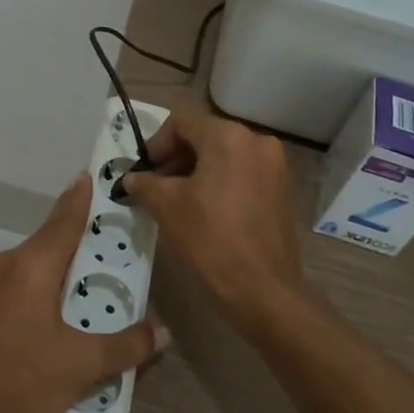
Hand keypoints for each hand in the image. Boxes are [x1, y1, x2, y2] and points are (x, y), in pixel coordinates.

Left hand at [0, 174, 159, 412]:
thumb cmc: (21, 375)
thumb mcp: (82, 364)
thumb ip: (125, 346)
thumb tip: (162, 331)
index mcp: (35, 264)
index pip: (66, 218)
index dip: (82, 196)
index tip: (94, 175)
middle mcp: (13, 263)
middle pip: (53, 236)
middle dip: (83, 231)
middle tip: (115, 229)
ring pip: (39, 260)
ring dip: (67, 260)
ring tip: (98, 268)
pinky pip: (27, 278)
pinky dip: (51, 279)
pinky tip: (66, 303)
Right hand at [121, 110, 304, 336]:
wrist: (263, 290)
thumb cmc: (210, 239)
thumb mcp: (167, 206)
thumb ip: (145, 184)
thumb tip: (131, 179)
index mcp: (228, 137)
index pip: (181, 122)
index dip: (156, 144)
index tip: (143, 172)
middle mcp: (256, 141)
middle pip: (204, 136)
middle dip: (176, 158)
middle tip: (154, 187)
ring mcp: (274, 166)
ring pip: (224, 155)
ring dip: (196, 171)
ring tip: (176, 201)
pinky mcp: (282, 189)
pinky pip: (242, 173)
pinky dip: (219, 182)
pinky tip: (204, 210)